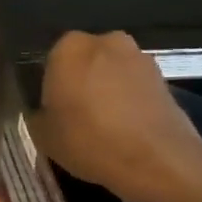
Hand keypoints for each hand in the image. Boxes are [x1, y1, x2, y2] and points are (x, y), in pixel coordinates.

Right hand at [28, 30, 201, 201]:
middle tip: (78, 119)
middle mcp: (105, 41)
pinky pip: (135, 87)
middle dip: (81, 83)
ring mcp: (138, 56)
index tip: (54, 114)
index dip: (51, 89)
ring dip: (108, 91)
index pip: (50, 62)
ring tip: (106, 127)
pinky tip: (128, 130)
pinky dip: (130, 101)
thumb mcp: (43, 136)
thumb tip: (45, 112)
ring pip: (112, 73)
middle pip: (84, 62)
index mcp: (68, 47)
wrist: (157, 160)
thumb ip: (38, 115)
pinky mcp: (163, 77)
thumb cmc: (90, 141)